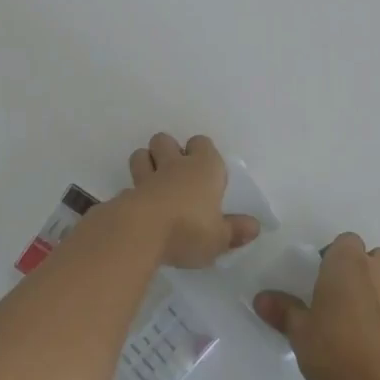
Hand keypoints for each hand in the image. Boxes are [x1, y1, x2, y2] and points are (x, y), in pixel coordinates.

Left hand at [116, 133, 259, 268]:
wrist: (140, 233)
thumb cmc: (189, 230)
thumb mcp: (220, 238)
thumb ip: (235, 231)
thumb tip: (254, 226)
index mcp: (203, 168)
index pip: (202, 143)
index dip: (202, 152)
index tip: (206, 171)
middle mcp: (174, 165)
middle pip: (165, 140)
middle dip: (168, 151)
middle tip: (176, 174)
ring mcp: (146, 177)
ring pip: (141, 155)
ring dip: (146, 163)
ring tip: (154, 184)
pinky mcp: (126, 194)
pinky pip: (129, 187)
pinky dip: (133, 195)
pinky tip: (139, 210)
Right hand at [254, 233, 379, 379]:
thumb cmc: (334, 346)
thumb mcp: (299, 330)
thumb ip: (282, 311)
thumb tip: (260, 299)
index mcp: (347, 261)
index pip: (345, 241)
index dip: (333, 256)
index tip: (320, 280)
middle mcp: (375, 268)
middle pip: (371, 255)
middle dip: (358, 268)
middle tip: (338, 294)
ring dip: (377, 284)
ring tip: (358, 311)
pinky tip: (374, 329)